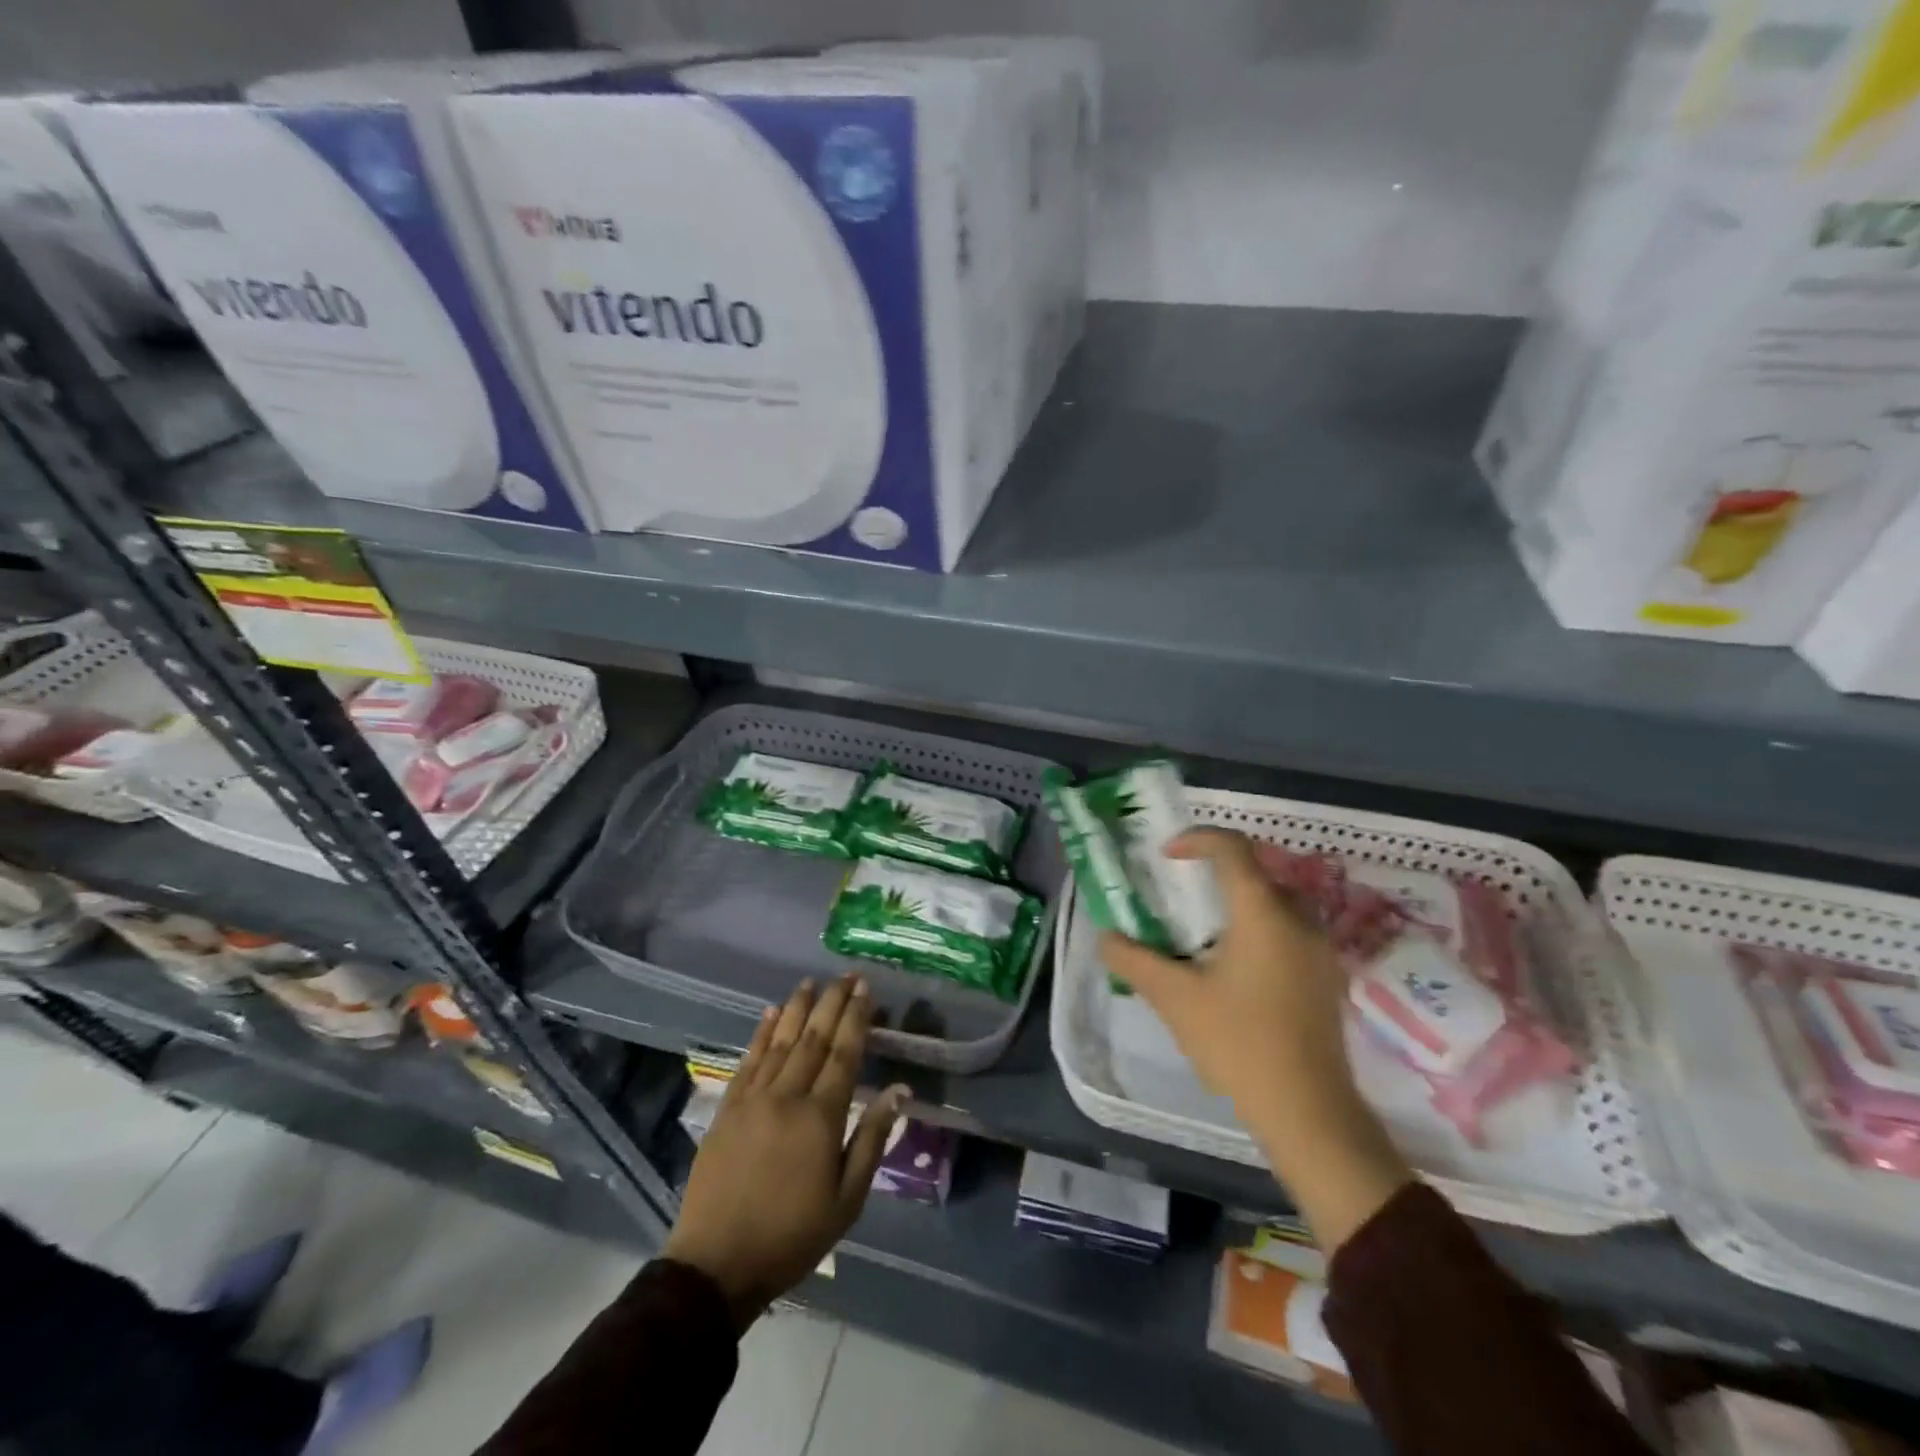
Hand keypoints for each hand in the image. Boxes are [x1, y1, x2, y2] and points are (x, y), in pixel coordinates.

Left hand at [663, 976, 907, 1329]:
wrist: (716, 1265)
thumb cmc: (792, 1236)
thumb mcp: (847, 1200)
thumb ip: (871, 1139)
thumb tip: (898, 1090)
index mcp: (821, 1117)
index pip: (844, 1054)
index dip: (856, 1018)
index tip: (866, 989)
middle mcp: (787, 1096)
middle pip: (814, 1038)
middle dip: (832, 1003)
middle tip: (846, 975)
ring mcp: (753, 1099)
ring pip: (781, 1041)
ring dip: (798, 1009)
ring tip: (811, 982)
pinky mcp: (727, 1108)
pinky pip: (748, 1060)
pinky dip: (761, 1033)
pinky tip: (771, 1014)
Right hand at [1100, 828, 1411, 1249]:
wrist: (1309, 1111)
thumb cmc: (1239, 1043)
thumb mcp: (1175, 999)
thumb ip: (1134, 960)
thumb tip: (1105, 937)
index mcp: (1262, 912)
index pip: (1233, 848)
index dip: (1197, 839)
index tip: (1166, 856)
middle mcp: (1298, 919)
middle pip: (1256, 872)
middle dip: (1216, 873)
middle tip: (1180, 894)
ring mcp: (1319, 949)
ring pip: (1275, 902)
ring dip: (1238, 902)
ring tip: (1202, 932)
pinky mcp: (1326, 977)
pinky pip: (1289, 931)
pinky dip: (1258, 928)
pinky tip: (1234, 968)